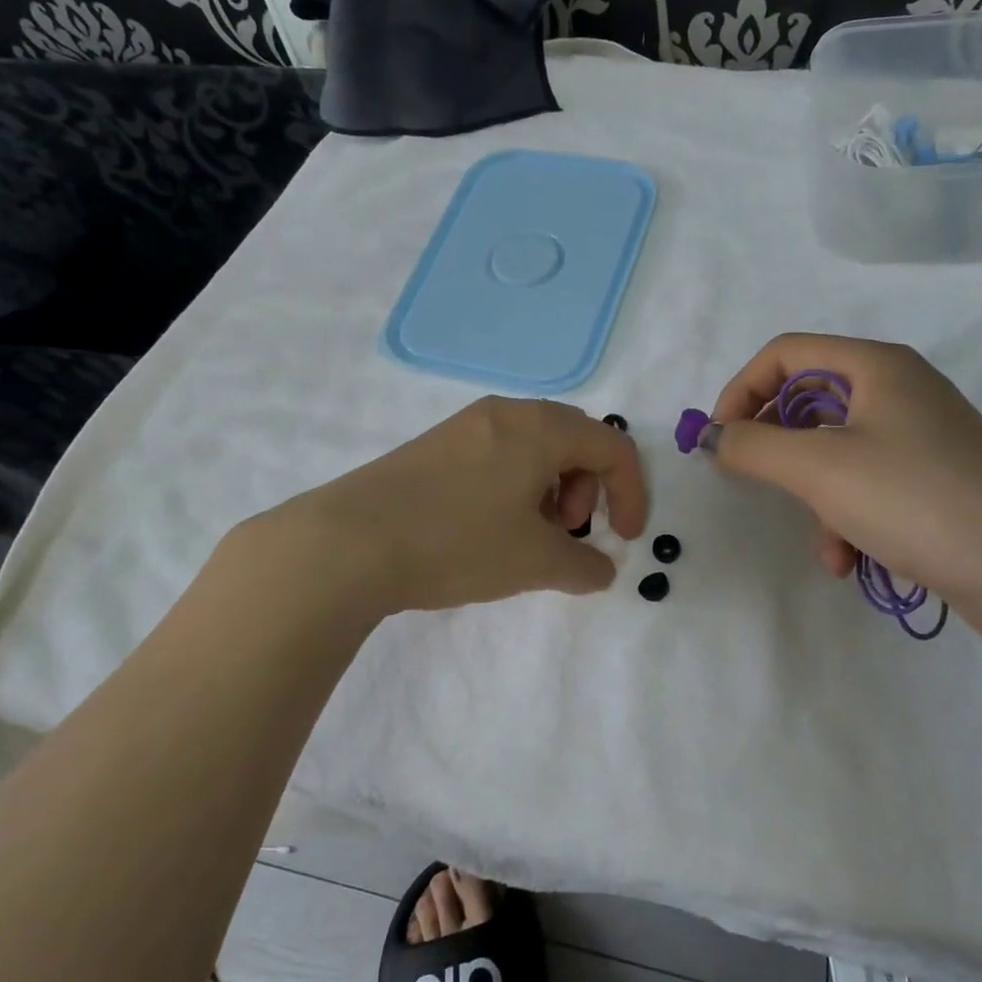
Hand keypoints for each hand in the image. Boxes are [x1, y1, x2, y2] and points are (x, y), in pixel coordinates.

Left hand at [286, 396, 648, 614]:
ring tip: (529, 535)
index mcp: (541, 427)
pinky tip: (489, 527)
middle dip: (589, 489)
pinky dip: (515, 486)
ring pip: (533, 448)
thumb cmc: (458, 542)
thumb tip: (601, 569)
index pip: (612, 447)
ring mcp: (465, 425)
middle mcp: (506, 412)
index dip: (632, 494)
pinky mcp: (435, 445)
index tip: (625, 540)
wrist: (349, 541)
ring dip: (551, 489)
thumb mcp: (534, 562)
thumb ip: (584, 566)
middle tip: (570, 532)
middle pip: (574, 440)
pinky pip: (497, 455)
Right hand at [708, 333, 981, 612]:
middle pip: (808, 402)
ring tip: (823, 543)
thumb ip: (752, 446)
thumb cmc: (916, 499)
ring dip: (812, 497)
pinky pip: (866, 486)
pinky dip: (846, 518)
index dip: (741, 390)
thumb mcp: (818, 468)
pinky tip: (849, 560)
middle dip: (777, 449)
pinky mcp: (933, 482)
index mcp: (875, 367)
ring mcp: (920, 438)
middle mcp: (898, 392)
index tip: (717, 440)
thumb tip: (713, 437)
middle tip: (753, 481)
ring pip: (834, 452)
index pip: (784, 354)